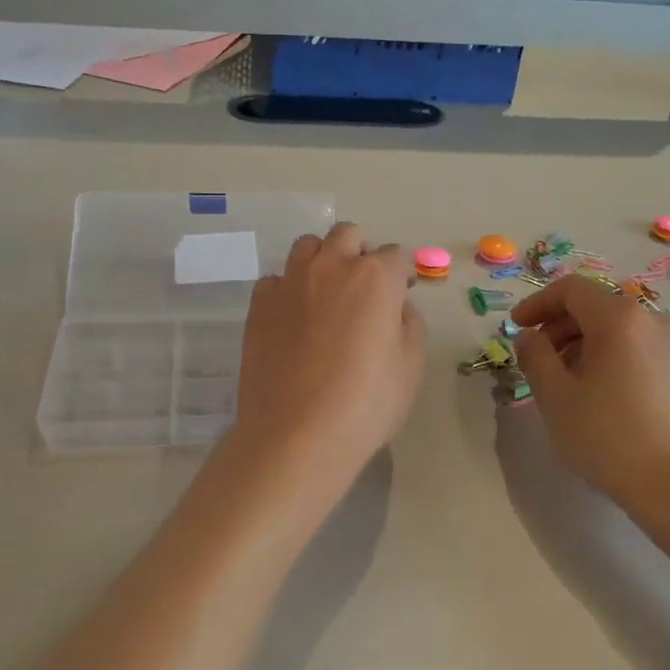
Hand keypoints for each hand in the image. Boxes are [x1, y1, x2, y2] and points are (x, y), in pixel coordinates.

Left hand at [232, 222, 425, 481]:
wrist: (297, 434)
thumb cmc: (366, 405)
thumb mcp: (410, 367)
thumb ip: (409, 323)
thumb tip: (396, 306)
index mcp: (375, 278)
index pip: (396, 256)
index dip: (402, 275)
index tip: (402, 294)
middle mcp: (331, 267)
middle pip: (348, 236)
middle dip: (361, 253)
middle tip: (364, 289)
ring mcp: (289, 282)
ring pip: (308, 247)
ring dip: (323, 260)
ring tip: (326, 294)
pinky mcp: (258, 304)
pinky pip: (276, 279)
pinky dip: (289, 289)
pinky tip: (293, 319)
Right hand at [511, 275, 669, 510]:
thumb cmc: (607, 435)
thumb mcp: (555, 396)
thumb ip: (534, 356)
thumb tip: (529, 337)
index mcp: (618, 319)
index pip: (571, 289)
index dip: (538, 303)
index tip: (517, 327)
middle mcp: (651, 322)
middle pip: (596, 307)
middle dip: (559, 326)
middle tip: (537, 359)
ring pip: (618, 331)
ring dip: (583, 345)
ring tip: (566, 382)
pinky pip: (638, 351)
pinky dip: (610, 359)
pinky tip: (600, 397)